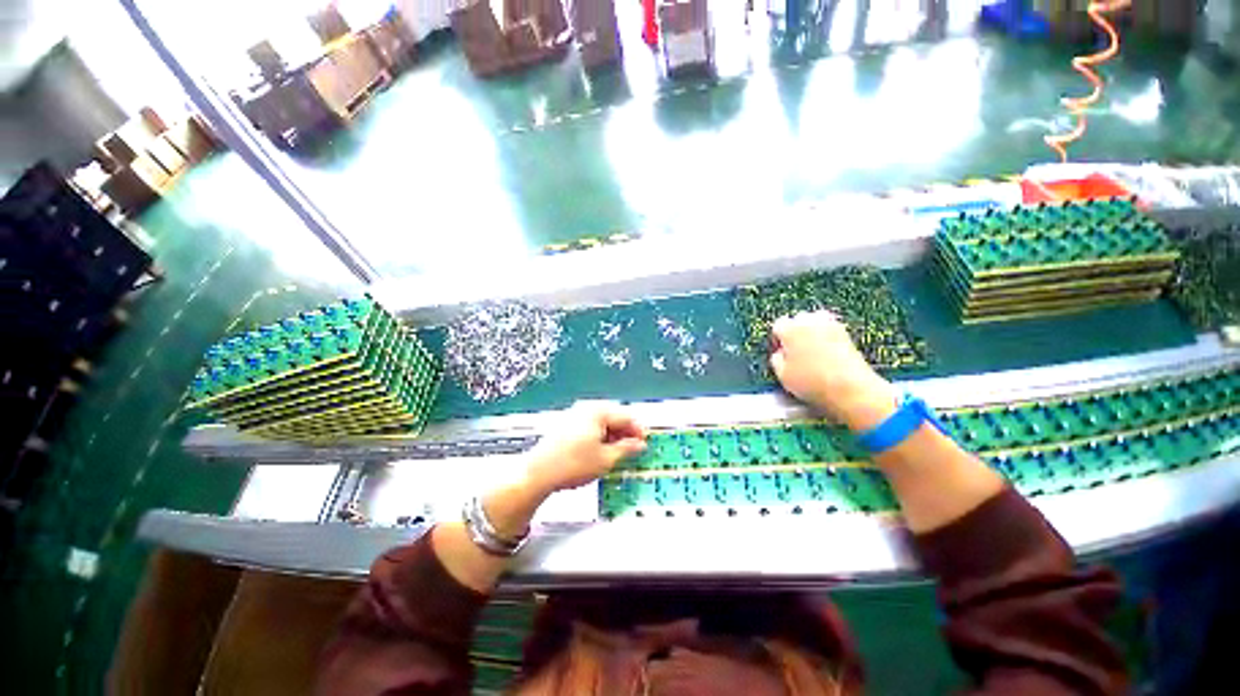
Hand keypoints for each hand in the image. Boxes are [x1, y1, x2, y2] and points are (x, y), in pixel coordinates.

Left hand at [524, 401, 647, 494]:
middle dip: (626, 432)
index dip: (639, 430)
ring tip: (618, 453)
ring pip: (602, 422)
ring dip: (613, 435)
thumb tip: (639, 445)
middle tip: (634, 449)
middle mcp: (586, 408)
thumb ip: (627, 449)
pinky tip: (601, 451)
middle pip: (614, 416)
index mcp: (598, 411)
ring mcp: (574, 415)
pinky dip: (600, 436)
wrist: (538, 473)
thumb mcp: (606, 459)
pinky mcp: (566, 424)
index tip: (645, 443)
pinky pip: (590, 426)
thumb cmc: (572, 464)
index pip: (626, 416)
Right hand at [770, 311, 898, 430]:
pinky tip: (825, 353)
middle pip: (798, 319)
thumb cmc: (813, 382)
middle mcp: (810, 321)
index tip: (779, 352)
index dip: (777, 339)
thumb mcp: (782, 375)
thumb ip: (776, 359)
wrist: (850, 388)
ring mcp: (831, 325)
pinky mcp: (846, 333)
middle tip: (794, 351)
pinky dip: (826, 336)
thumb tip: (780, 353)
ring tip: (811, 350)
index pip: (778, 325)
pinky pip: (830, 329)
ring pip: (816, 321)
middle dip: (794, 332)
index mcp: (790, 329)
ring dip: (811, 331)